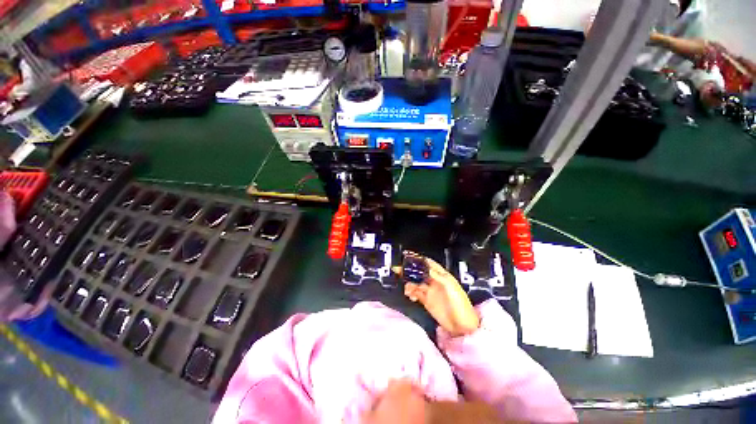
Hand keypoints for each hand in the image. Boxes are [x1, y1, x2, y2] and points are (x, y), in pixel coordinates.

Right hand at [398, 253, 479, 336]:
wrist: (462, 327)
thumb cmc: (460, 305)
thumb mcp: (451, 288)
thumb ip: (438, 276)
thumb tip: (426, 268)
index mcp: (442, 275)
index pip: (428, 263)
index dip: (418, 259)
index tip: (408, 256)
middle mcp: (434, 281)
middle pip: (419, 272)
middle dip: (409, 270)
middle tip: (398, 269)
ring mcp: (429, 291)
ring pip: (415, 282)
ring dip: (409, 283)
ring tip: (406, 288)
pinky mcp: (426, 300)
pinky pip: (415, 293)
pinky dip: (410, 292)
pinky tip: (410, 295)